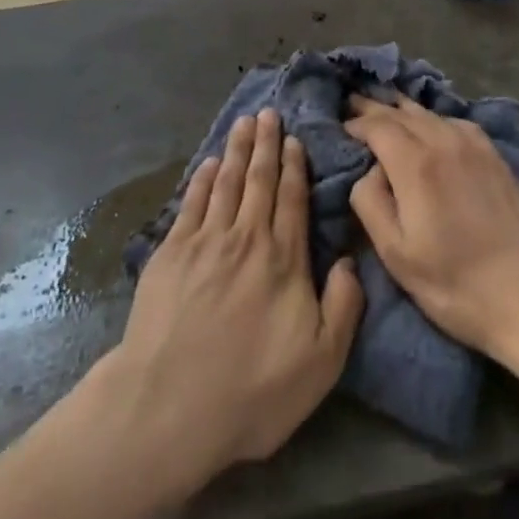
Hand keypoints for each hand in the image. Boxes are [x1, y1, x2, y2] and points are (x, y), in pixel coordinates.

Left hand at [107, 110, 363, 490]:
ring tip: (244, 122)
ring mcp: (205, 240)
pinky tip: (208, 163)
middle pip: (259, 179)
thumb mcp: (321, 363)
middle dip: (266, 143)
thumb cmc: (251, 390)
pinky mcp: (171, 252)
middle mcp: (246, 237)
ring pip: (226, 181)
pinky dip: (202, 178)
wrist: (169, 406)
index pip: (291, 199)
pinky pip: (191, 202)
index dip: (294, 166)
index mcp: (283, 259)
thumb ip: (343, 307)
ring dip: (237, 150)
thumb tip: (348, 259)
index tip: (294, 139)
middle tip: (268, 112)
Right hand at [345, 96, 518, 370]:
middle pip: (401, 112)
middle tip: (352, 100)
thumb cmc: (456, 285)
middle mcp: (443, 141)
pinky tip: (431, 125)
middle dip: (374, 106)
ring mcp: (474, 145)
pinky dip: (432, 118)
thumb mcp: (397, 255)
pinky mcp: (494, 155)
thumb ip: (370, 202)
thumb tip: (369, 170)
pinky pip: (454, 122)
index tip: (340, 125)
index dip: (356, 123)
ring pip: (428, 113)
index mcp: (416, 163)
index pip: (377, 126)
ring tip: (385, 105)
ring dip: (402, 108)